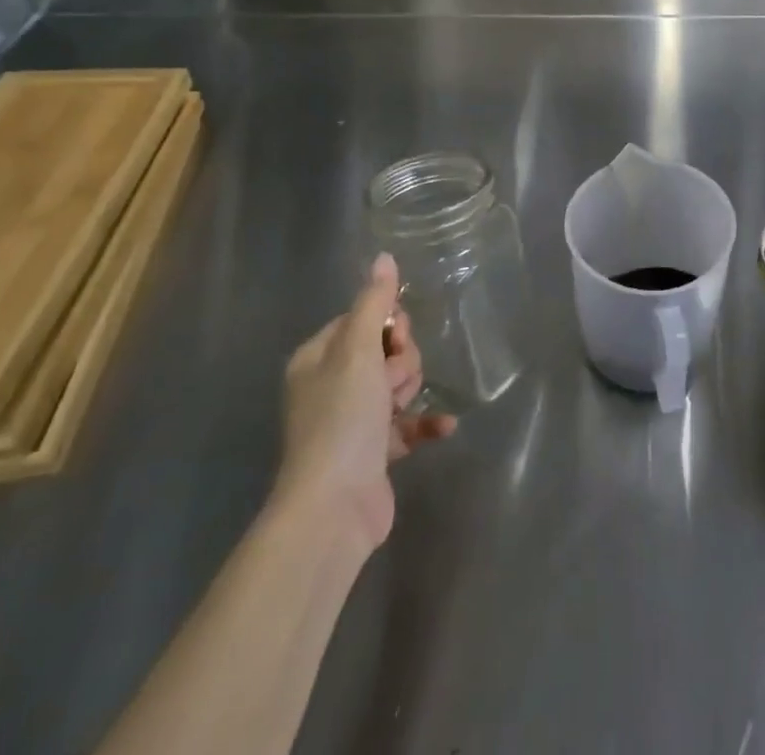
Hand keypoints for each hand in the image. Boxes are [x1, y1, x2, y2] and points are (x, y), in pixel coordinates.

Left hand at [278, 254, 455, 548]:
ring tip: (401, 408)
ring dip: (409, 390)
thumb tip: (383, 257)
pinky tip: (445, 426)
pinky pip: (408, 425)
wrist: (333, 507)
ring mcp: (352, 421)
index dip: (388, 325)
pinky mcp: (373, 453)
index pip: (362, 320)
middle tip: (391, 382)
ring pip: (397, 385)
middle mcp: (331, 386)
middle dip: (400, 362)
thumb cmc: (342, 418)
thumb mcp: (358, 351)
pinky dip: (425, 423)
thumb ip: (374, 302)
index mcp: (318, 358)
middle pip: (384, 351)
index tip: (396, 338)